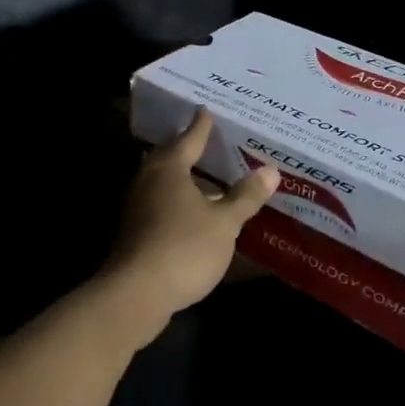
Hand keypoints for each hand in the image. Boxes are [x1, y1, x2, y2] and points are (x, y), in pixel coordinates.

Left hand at [100, 109, 279, 346]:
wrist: (135, 295)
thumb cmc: (183, 248)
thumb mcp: (224, 223)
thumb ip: (246, 196)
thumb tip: (271, 169)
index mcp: (169, 168)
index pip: (190, 137)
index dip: (202, 125)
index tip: (207, 110)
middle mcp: (148, 180)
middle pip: (170, 157)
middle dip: (188, 148)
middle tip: (207, 140)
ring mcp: (136, 207)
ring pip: (162, 182)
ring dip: (183, 177)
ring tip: (206, 175)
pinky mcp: (134, 232)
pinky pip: (159, 204)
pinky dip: (177, 201)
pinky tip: (193, 212)